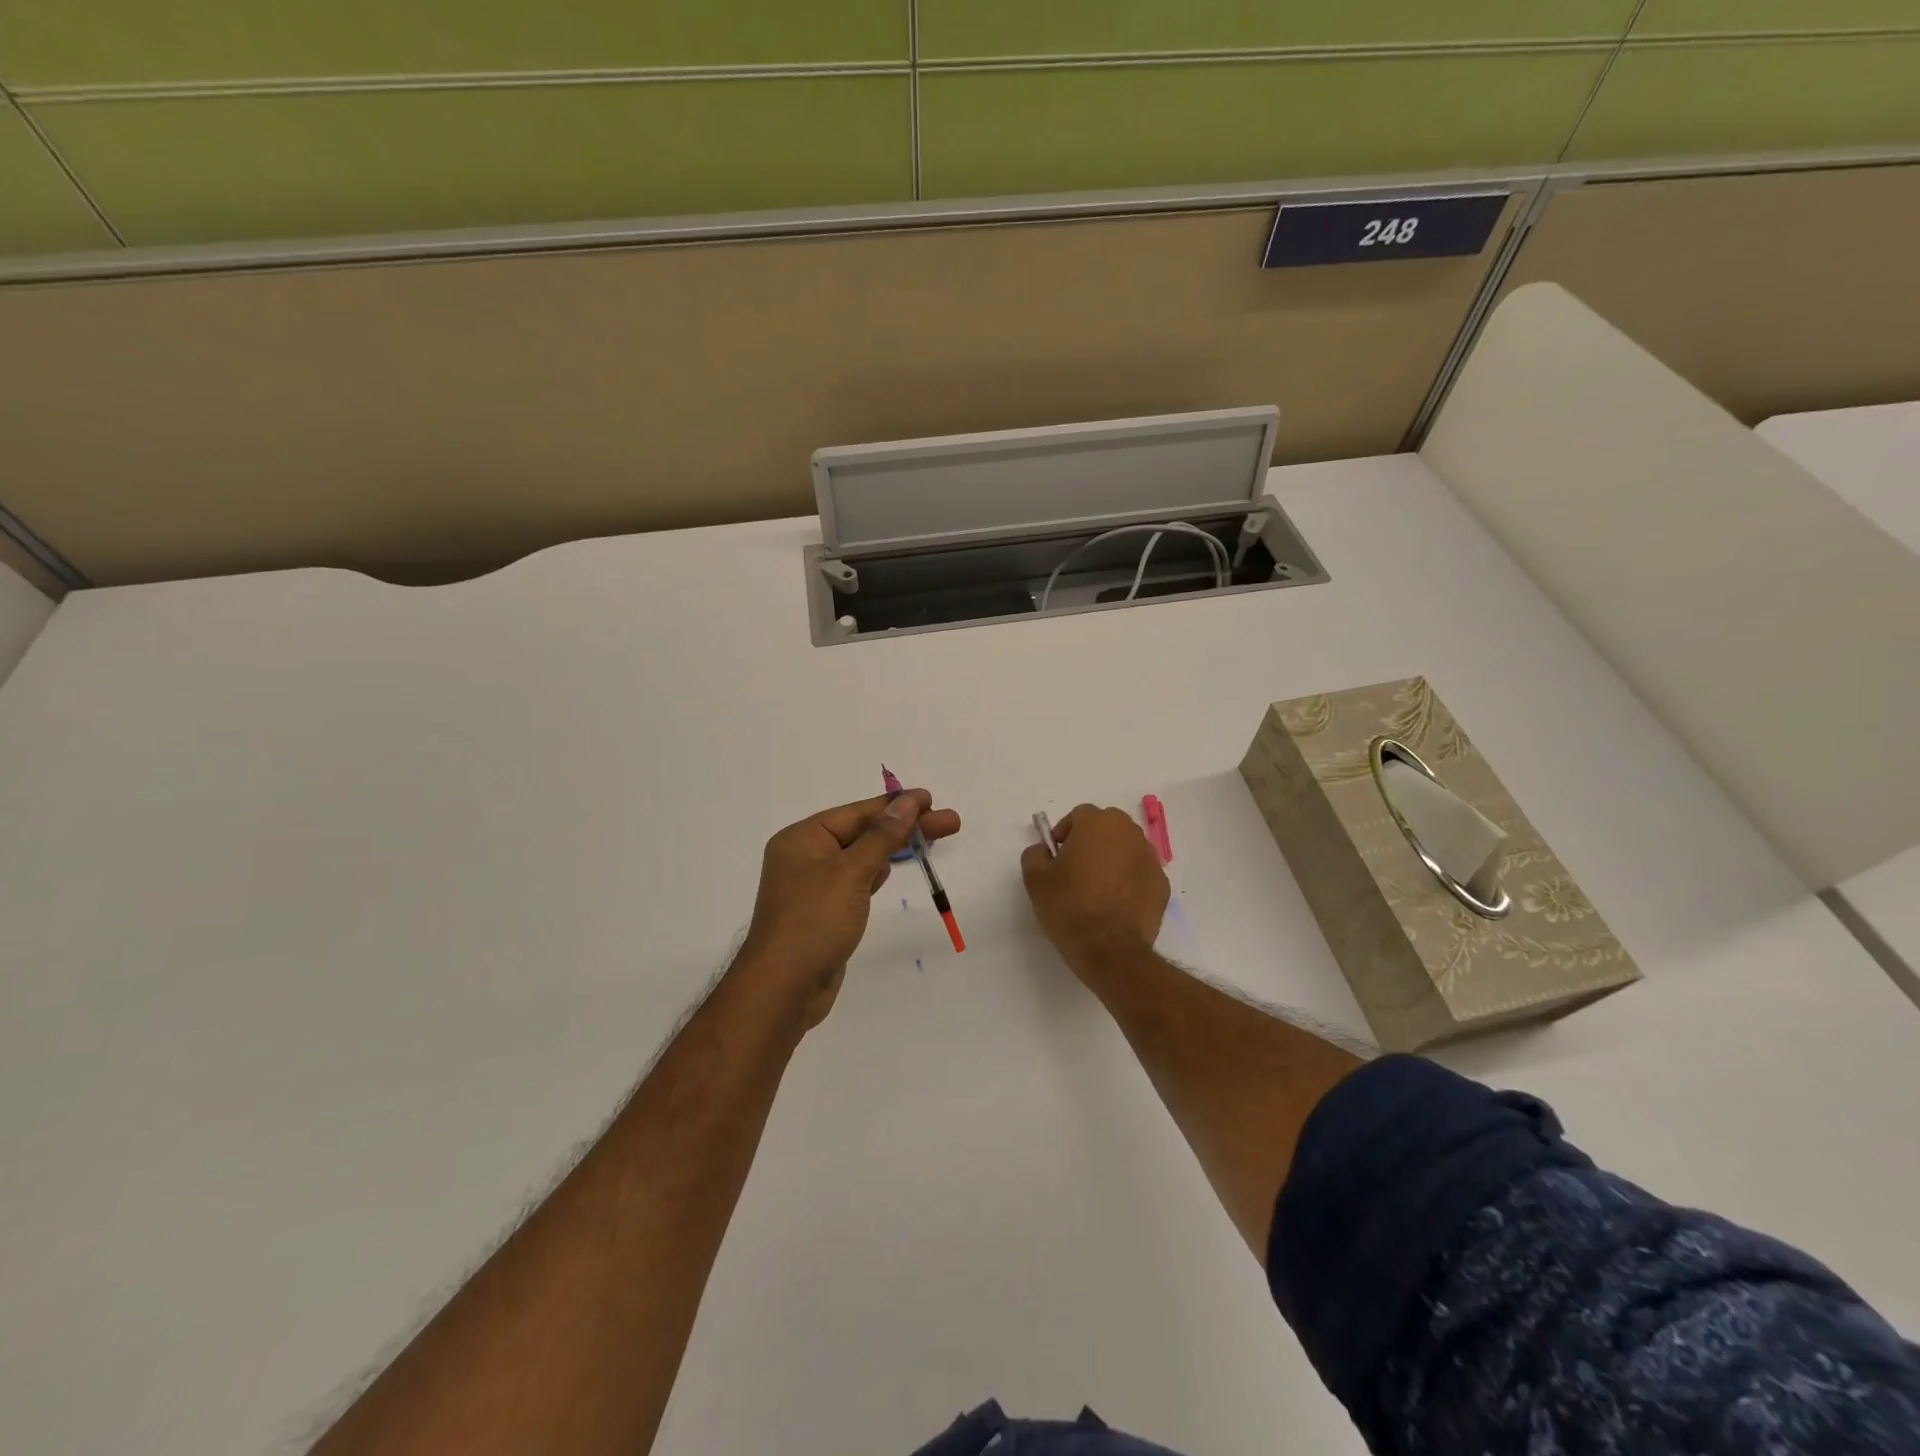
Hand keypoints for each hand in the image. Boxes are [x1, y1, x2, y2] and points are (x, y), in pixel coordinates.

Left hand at [738, 790, 961, 1028]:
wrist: (784, 989)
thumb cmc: (814, 920)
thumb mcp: (851, 872)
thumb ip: (882, 836)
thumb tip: (906, 802)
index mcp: (802, 838)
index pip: (857, 812)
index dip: (895, 804)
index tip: (930, 799)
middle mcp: (805, 857)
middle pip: (863, 833)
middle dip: (905, 827)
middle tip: (950, 822)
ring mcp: (814, 887)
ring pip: (861, 857)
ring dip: (893, 848)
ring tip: (931, 839)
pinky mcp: (824, 913)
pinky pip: (855, 882)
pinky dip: (876, 873)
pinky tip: (892, 868)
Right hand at [1020, 804, 1169, 975]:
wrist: (1109, 949)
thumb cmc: (1069, 906)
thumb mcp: (1035, 878)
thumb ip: (1035, 854)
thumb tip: (1044, 850)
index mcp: (1098, 823)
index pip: (1079, 815)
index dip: (1065, 833)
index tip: (1056, 857)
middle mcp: (1129, 833)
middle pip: (1107, 827)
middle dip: (1091, 841)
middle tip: (1076, 869)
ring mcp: (1151, 859)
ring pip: (1126, 849)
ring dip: (1112, 860)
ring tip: (1097, 889)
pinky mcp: (1162, 885)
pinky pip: (1140, 874)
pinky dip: (1129, 881)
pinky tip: (1116, 905)